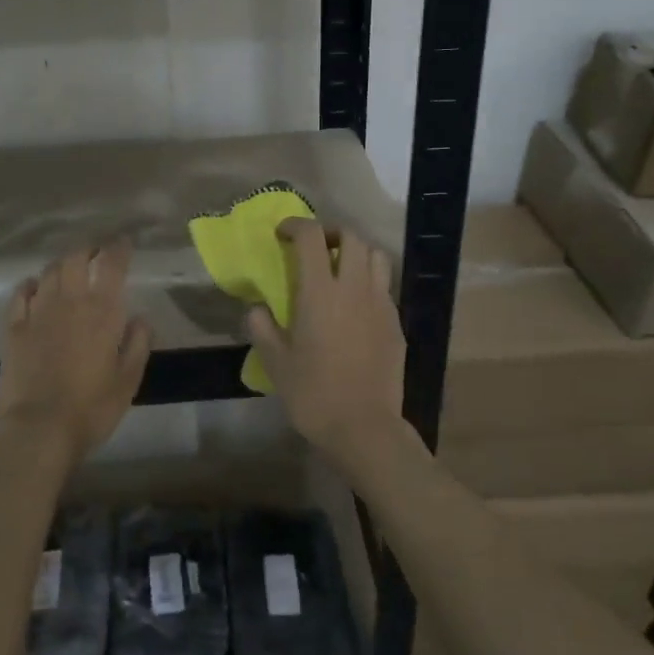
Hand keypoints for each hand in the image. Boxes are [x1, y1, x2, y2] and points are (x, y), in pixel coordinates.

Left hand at [0, 239, 152, 464]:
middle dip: (88, 250)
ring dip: (62, 265)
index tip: (124, 243)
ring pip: (49, 272)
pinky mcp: (14, 328)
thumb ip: (138, 343)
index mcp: (102, 311)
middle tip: (96, 254)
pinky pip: (21, 293)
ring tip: (70, 269)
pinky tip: (35, 288)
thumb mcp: (129, 380)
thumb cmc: (92, 408)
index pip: (111, 265)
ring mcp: (37, 312)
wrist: (38, 429)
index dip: (118, 249)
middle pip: (75, 259)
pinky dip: (31, 284)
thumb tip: (140, 318)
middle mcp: (69, 302)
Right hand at [246, 219, 405, 476]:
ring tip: (340, 269)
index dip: (295, 225)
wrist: (365, 428)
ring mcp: (380, 304)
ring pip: (376, 256)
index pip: (311, 237)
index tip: (282, 234)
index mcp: (320, 292)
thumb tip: (257, 309)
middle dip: (330, 232)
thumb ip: (262, 328)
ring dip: (356, 252)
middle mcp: (354, 288)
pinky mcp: (396, 323)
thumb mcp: (276, 363)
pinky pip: (384, 286)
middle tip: (314, 247)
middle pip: (351, 236)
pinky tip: (356, 305)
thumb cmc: (314, 395)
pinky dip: (369, 281)